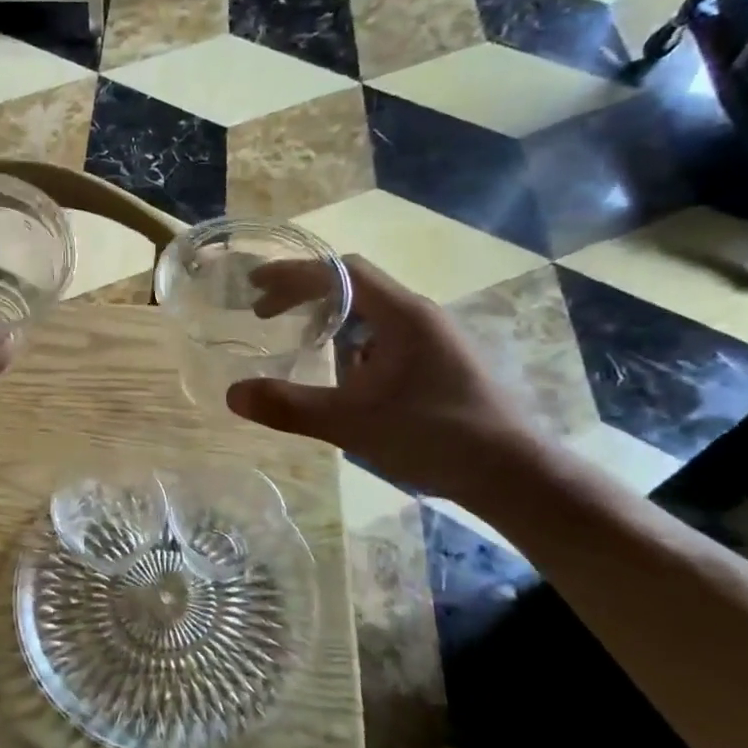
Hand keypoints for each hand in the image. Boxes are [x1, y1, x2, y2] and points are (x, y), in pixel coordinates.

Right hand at [226, 256, 546, 505]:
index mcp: (402, 315)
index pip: (340, 272)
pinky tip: (342, 378)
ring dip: (329, 319)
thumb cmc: (434, 437)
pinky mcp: (440, 364)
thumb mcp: (351, 422)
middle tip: (264, 312)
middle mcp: (420, 316)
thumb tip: (232, 394)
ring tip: (297, 340)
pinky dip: (351, 344)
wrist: (515, 475)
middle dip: (304, 294)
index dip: (293, 274)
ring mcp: (434, 340)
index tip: (254, 287)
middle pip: (353, 286)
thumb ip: (290, 407)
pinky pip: (385, 338)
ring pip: (371, 313)